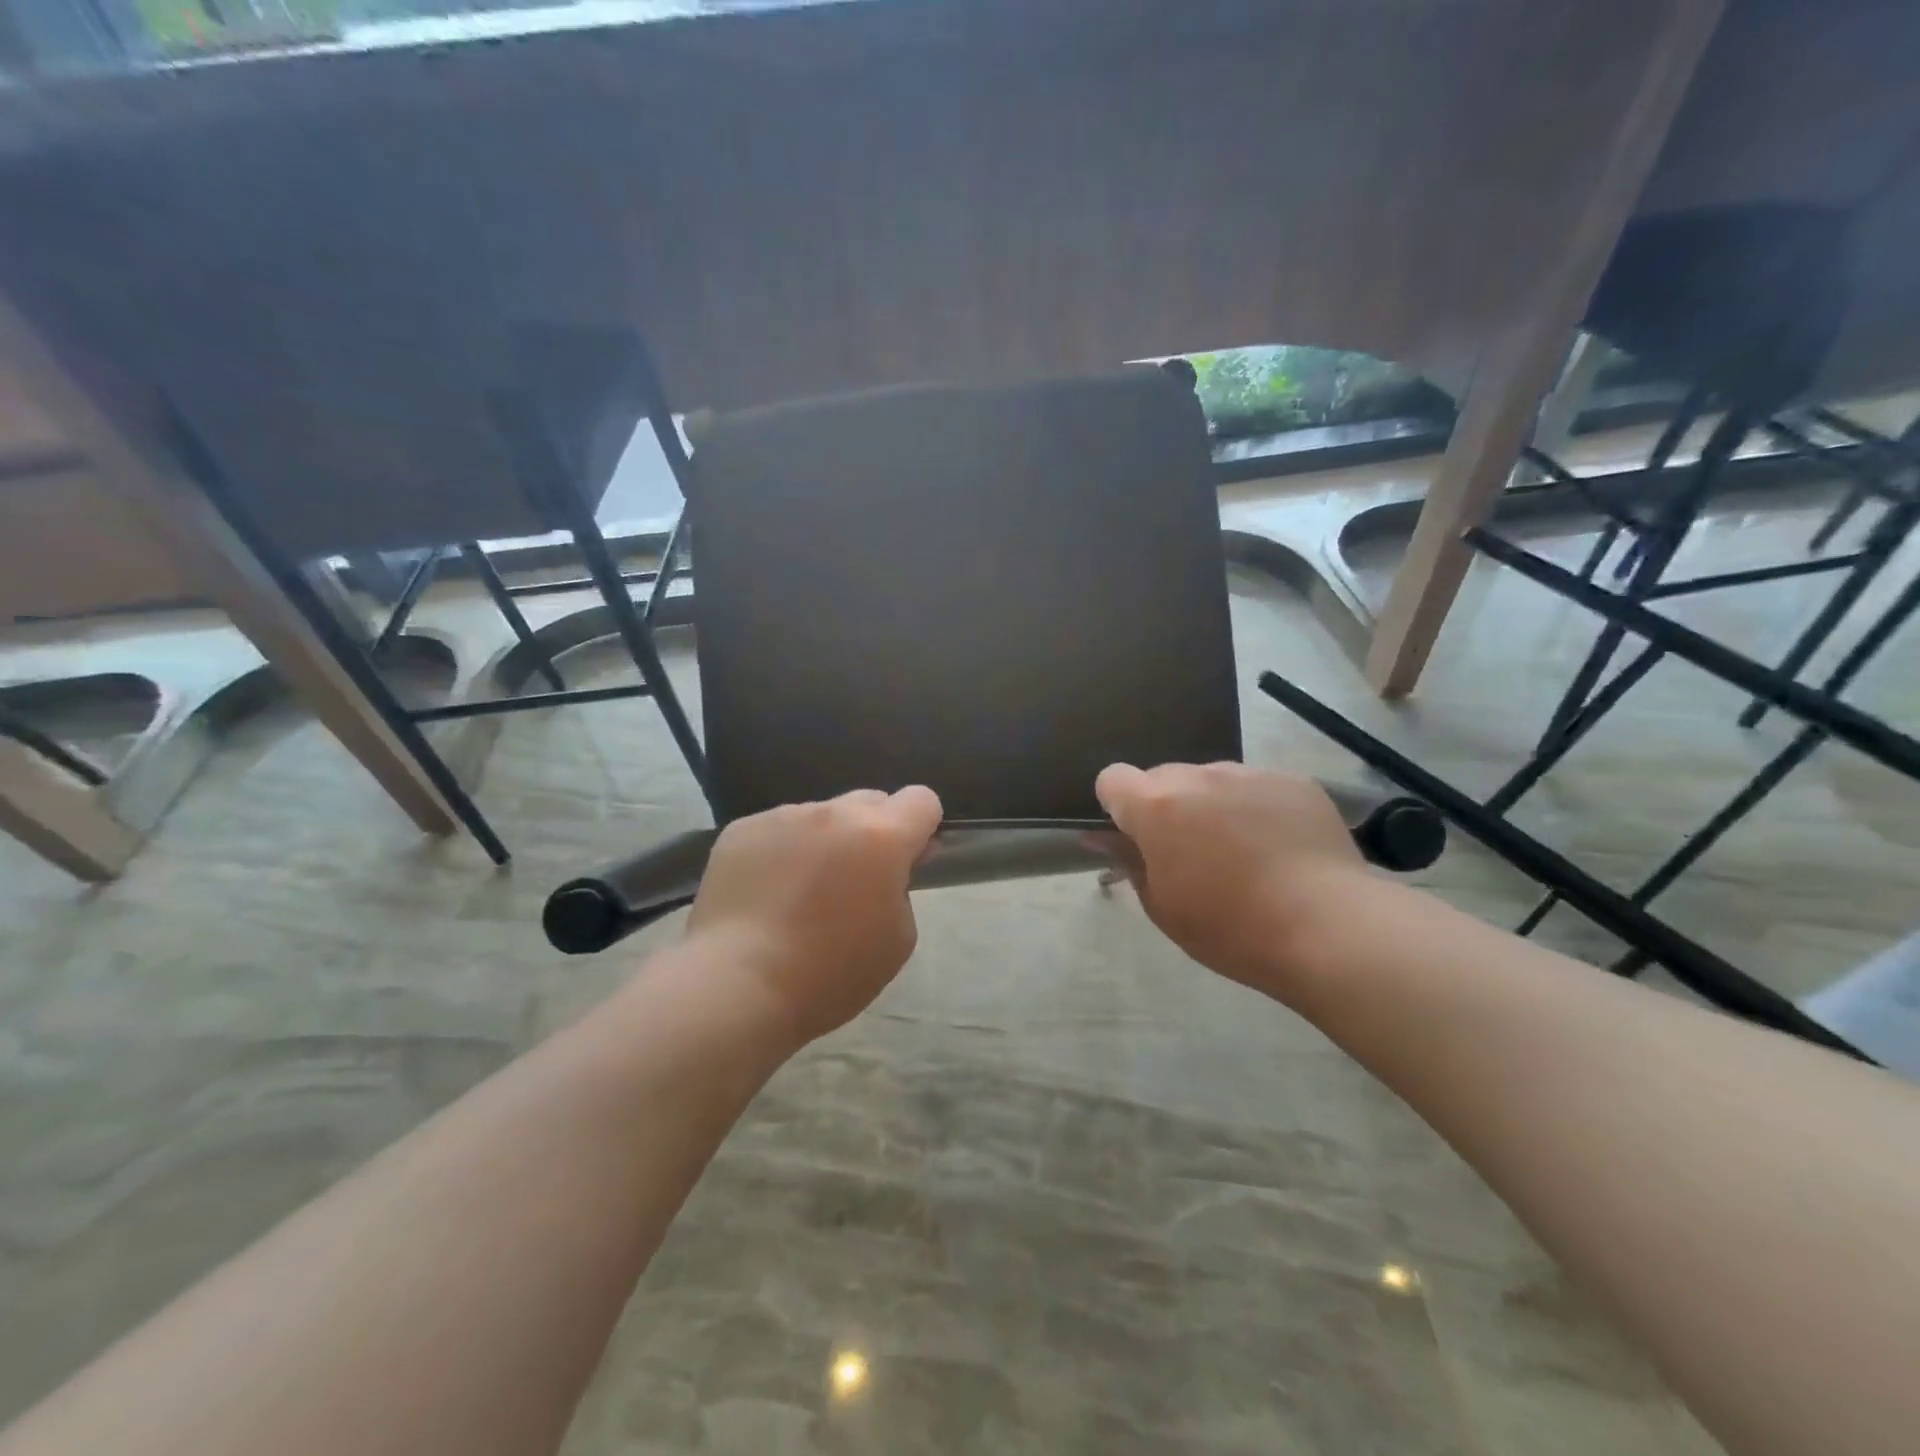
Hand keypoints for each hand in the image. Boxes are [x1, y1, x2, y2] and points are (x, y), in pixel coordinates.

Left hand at [685, 787, 942, 1044]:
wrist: (737, 985)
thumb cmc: (831, 973)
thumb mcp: (898, 939)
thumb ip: (903, 888)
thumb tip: (892, 865)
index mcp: (881, 836)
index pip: (921, 799)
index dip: (921, 828)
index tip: (907, 861)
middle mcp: (834, 812)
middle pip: (870, 801)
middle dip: (873, 832)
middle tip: (854, 881)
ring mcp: (783, 816)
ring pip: (820, 816)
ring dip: (824, 841)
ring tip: (799, 893)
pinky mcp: (741, 829)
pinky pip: (777, 829)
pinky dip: (781, 852)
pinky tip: (765, 894)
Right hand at [1095, 762, 1365, 990]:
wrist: (1328, 928)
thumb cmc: (1230, 928)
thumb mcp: (1163, 906)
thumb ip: (1129, 862)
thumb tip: (1103, 838)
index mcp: (1157, 805)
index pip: (1113, 779)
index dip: (1117, 806)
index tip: (1136, 839)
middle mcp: (1199, 775)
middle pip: (1164, 777)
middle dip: (1168, 807)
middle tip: (1191, 854)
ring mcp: (1250, 773)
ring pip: (1213, 780)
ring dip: (1213, 806)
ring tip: (1245, 853)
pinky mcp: (1295, 781)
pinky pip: (1258, 787)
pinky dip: (1258, 809)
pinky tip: (1282, 849)